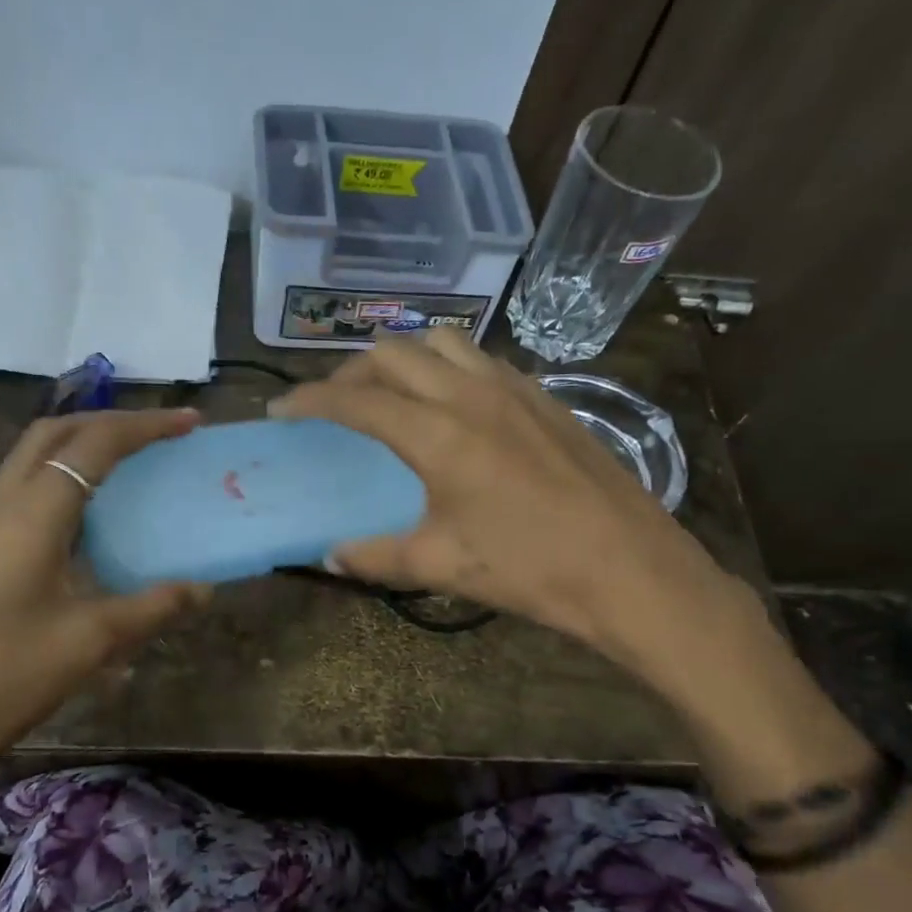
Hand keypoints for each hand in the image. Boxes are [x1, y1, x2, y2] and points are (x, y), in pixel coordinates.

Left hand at [0, 408, 210, 842]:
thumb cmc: (8, 672)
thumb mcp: (92, 639)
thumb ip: (153, 607)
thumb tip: (203, 590)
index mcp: (33, 511)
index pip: (95, 442)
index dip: (146, 426)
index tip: (190, 422)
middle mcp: (0, 502)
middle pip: (54, 431)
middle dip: (109, 421)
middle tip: (157, 435)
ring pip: (30, 456)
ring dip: (79, 446)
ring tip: (127, 466)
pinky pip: (20, 487)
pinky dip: (60, 478)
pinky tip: (84, 518)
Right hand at [274, 330, 872, 810]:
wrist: (631, 569)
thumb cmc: (530, 569)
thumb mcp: (442, 565)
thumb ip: (375, 556)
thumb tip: (330, 555)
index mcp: (438, 433)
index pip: (355, 399)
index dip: (309, 400)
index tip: (281, 409)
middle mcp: (471, 393)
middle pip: (393, 353)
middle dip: (351, 372)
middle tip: (334, 406)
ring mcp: (515, 388)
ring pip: (442, 342)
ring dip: (404, 359)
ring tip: (390, 394)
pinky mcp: (546, 396)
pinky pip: (482, 360)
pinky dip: (449, 368)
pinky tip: (453, 405)